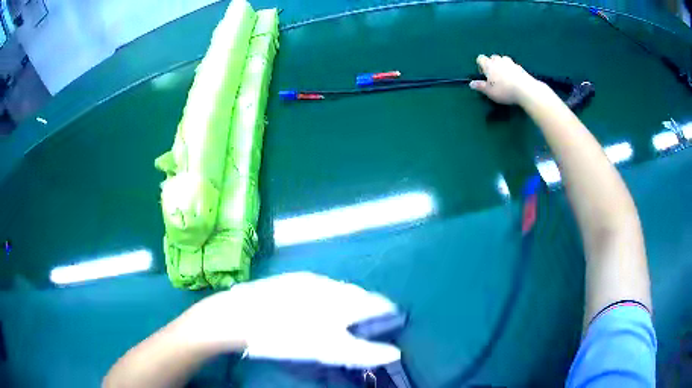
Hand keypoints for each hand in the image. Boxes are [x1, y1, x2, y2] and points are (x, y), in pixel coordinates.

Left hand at [178, 272, 401, 368]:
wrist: (240, 315)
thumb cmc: (287, 336)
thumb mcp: (328, 350)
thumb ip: (363, 351)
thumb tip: (394, 353)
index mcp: (341, 301)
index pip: (375, 303)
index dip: (386, 310)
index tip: (392, 316)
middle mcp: (329, 285)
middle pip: (356, 293)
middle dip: (366, 304)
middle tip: (368, 317)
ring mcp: (307, 280)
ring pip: (337, 287)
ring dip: (346, 297)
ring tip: (345, 310)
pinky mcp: (289, 280)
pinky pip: (318, 285)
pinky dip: (326, 294)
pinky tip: (316, 303)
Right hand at [469, 54, 541, 104]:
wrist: (525, 90)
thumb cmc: (504, 91)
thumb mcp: (490, 92)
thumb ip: (480, 86)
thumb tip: (471, 83)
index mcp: (489, 65)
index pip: (480, 58)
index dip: (480, 65)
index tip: (484, 75)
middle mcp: (498, 61)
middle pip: (492, 57)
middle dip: (492, 64)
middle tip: (495, 76)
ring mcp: (510, 62)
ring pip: (503, 59)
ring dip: (502, 65)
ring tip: (505, 76)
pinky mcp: (520, 67)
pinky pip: (513, 65)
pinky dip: (512, 70)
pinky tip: (514, 79)